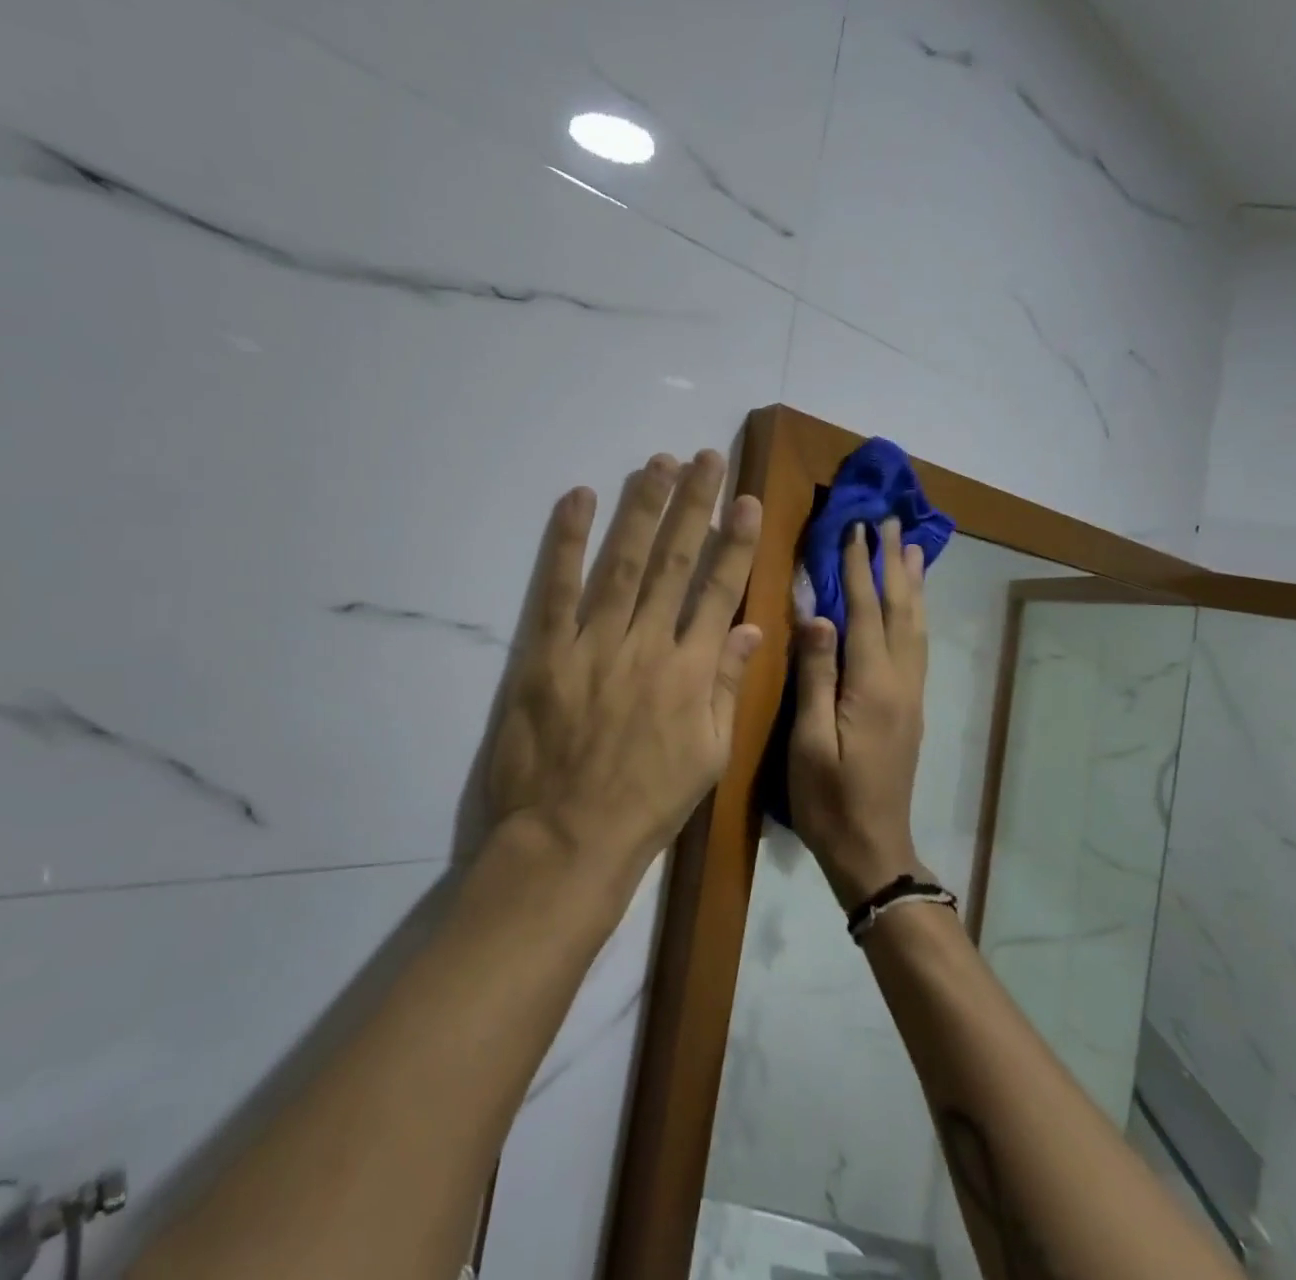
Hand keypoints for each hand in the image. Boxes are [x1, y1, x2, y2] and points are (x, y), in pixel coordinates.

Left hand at [486, 450, 762, 887]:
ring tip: (657, 463)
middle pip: (675, 560)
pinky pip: (557, 587)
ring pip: (624, 561)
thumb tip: (748, 626)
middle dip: (693, 504)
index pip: (719, 588)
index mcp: (692, 670)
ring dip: (642, 507)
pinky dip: (567, 540)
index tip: (746, 500)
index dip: (735, 541)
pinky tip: (579, 498)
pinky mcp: (547, 652)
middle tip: (704, 458)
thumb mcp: (709, 754)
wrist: (571, 838)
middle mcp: (648, 644)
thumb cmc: (648, 802)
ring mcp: (594, 643)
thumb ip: (728, 685)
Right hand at [789, 516, 929, 907]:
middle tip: (890, 521)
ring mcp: (911, 695)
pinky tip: (912, 604)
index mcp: (872, 685)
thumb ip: (815, 676)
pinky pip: (918, 645)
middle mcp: (900, 681)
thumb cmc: (829, 800)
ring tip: (911, 547)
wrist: (874, 850)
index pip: (865, 611)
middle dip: (893, 562)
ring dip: (912, 582)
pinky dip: (916, 612)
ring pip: (916, 625)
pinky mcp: (911, 708)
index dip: (857, 567)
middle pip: (900, 609)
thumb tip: (818, 614)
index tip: (854, 527)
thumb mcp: (810, 741)